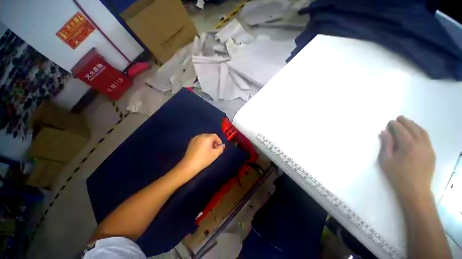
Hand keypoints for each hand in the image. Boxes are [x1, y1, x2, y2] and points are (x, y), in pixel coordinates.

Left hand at [175, 134, 224, 181]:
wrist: (189, 165)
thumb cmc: (204, 159)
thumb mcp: (215, 154)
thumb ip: (220, 149)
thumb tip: (222, 145)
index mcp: (207, 138)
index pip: (215, 136)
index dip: (219, 141)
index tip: (219, 147)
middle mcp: (200, 136)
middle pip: (209, 136)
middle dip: (213, 141)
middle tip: (214, 149)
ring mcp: (195, 138)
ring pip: (204, 137)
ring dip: (208, 142)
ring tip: (208, 150)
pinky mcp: (191, 142)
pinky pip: (199, 139)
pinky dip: (203, 142)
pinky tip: (202, 150)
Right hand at [378, 116, 435, 204]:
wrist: (416, 191)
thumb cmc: (398, 176)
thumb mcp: (386, 160)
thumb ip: (386, 144)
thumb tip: (384, 132)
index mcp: (408, 146)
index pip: (401, 130)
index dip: (395, 125)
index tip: (389, 122)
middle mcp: (421, 144)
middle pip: (413, 128)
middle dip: (406, 122)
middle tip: (398, 118)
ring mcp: (428, 148)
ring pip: (422, 132)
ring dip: (414, 125)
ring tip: (407, 123)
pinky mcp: (432, 153)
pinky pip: (426, 138)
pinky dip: (420, 132)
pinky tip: (416, 133)